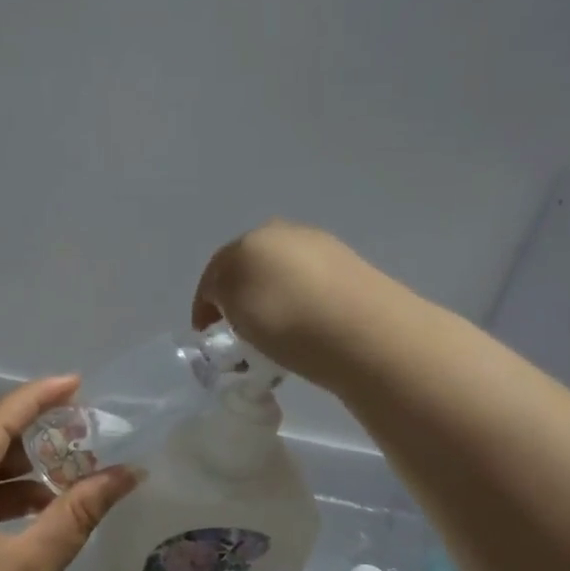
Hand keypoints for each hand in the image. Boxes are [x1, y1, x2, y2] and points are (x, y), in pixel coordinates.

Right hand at [191, 220, 381, 383]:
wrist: (365, 332)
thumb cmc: (286, 320)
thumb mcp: (234, 309)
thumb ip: (221, 295)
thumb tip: (231, 297)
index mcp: (250, 238)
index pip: (216, 270)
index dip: (205, 302)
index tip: (206, 333)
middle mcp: (285, 233)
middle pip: (250, 267)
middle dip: (239, 297)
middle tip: (238, 332)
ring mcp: (323, 248)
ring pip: (282, 276)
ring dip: (271, 302)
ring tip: (273, 337)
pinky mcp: (352, 269)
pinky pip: (311, 289)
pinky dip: (299, 307)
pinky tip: (304, 331)